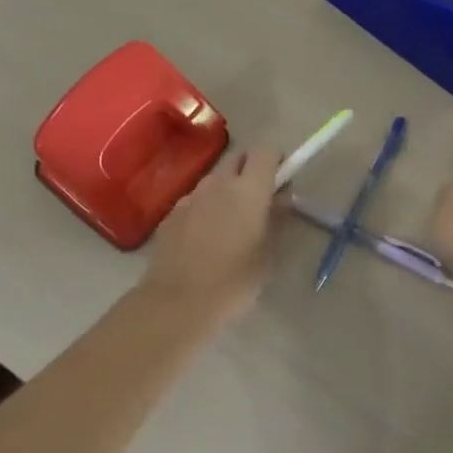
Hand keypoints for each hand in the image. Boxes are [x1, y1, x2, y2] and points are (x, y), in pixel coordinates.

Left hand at [140, 147, 284, 325]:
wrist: (177, 303)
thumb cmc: (234, 280)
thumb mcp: (269, 253)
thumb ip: (278, 218)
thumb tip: (281, 198)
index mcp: (249, 189)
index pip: (266, 150)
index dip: (276, 161)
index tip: (281, 183)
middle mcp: (219, 183)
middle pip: (238, 158)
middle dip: (251, 171)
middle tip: (259, 202)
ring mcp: (191, 196)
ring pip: (216, 179)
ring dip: (228, 190)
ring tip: (231, 224)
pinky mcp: (171, 213)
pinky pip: (196, 200)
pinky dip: (206, 208)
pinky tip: (205, 239)